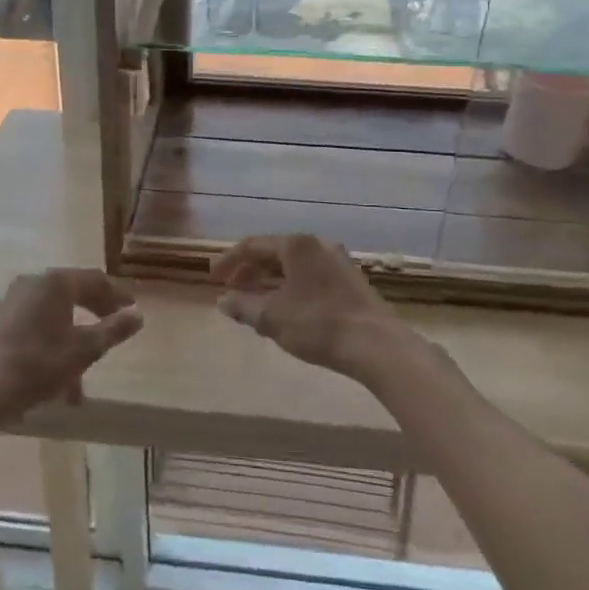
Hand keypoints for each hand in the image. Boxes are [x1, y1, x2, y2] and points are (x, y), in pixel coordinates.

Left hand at [0, 269, 141, 428]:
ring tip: (81, 381)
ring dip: (71, 342)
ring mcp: (8, 303)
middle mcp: (31, 284)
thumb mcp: (84, 350)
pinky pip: (32, 329)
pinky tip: (54, 382)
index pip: (94, 280)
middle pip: (72, 295)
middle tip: (112, 332)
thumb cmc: (37, 365)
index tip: (132, 311)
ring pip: (51, 318)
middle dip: (94, 317)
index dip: (116, 295)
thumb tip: (138, 315)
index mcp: (55, 283)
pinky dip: (49, 347)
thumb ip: (113, 330)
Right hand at [209, 235, 406, 380]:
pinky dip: (290, 287)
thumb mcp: (272, 318)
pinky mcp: (350, 280)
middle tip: (232, 290)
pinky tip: (286, 309)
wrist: (376, 345)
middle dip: (250, 271)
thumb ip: (243, 306)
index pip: (252, 245)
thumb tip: (223, 301)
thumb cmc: (318, 324)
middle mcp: (317, 244)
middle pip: (274, 252)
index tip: (212, 278)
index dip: (229, 261)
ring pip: (294, 266)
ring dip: (270, 281)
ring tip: (255, 302)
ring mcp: (337, 261)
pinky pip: (310, 276)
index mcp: (296, 245)